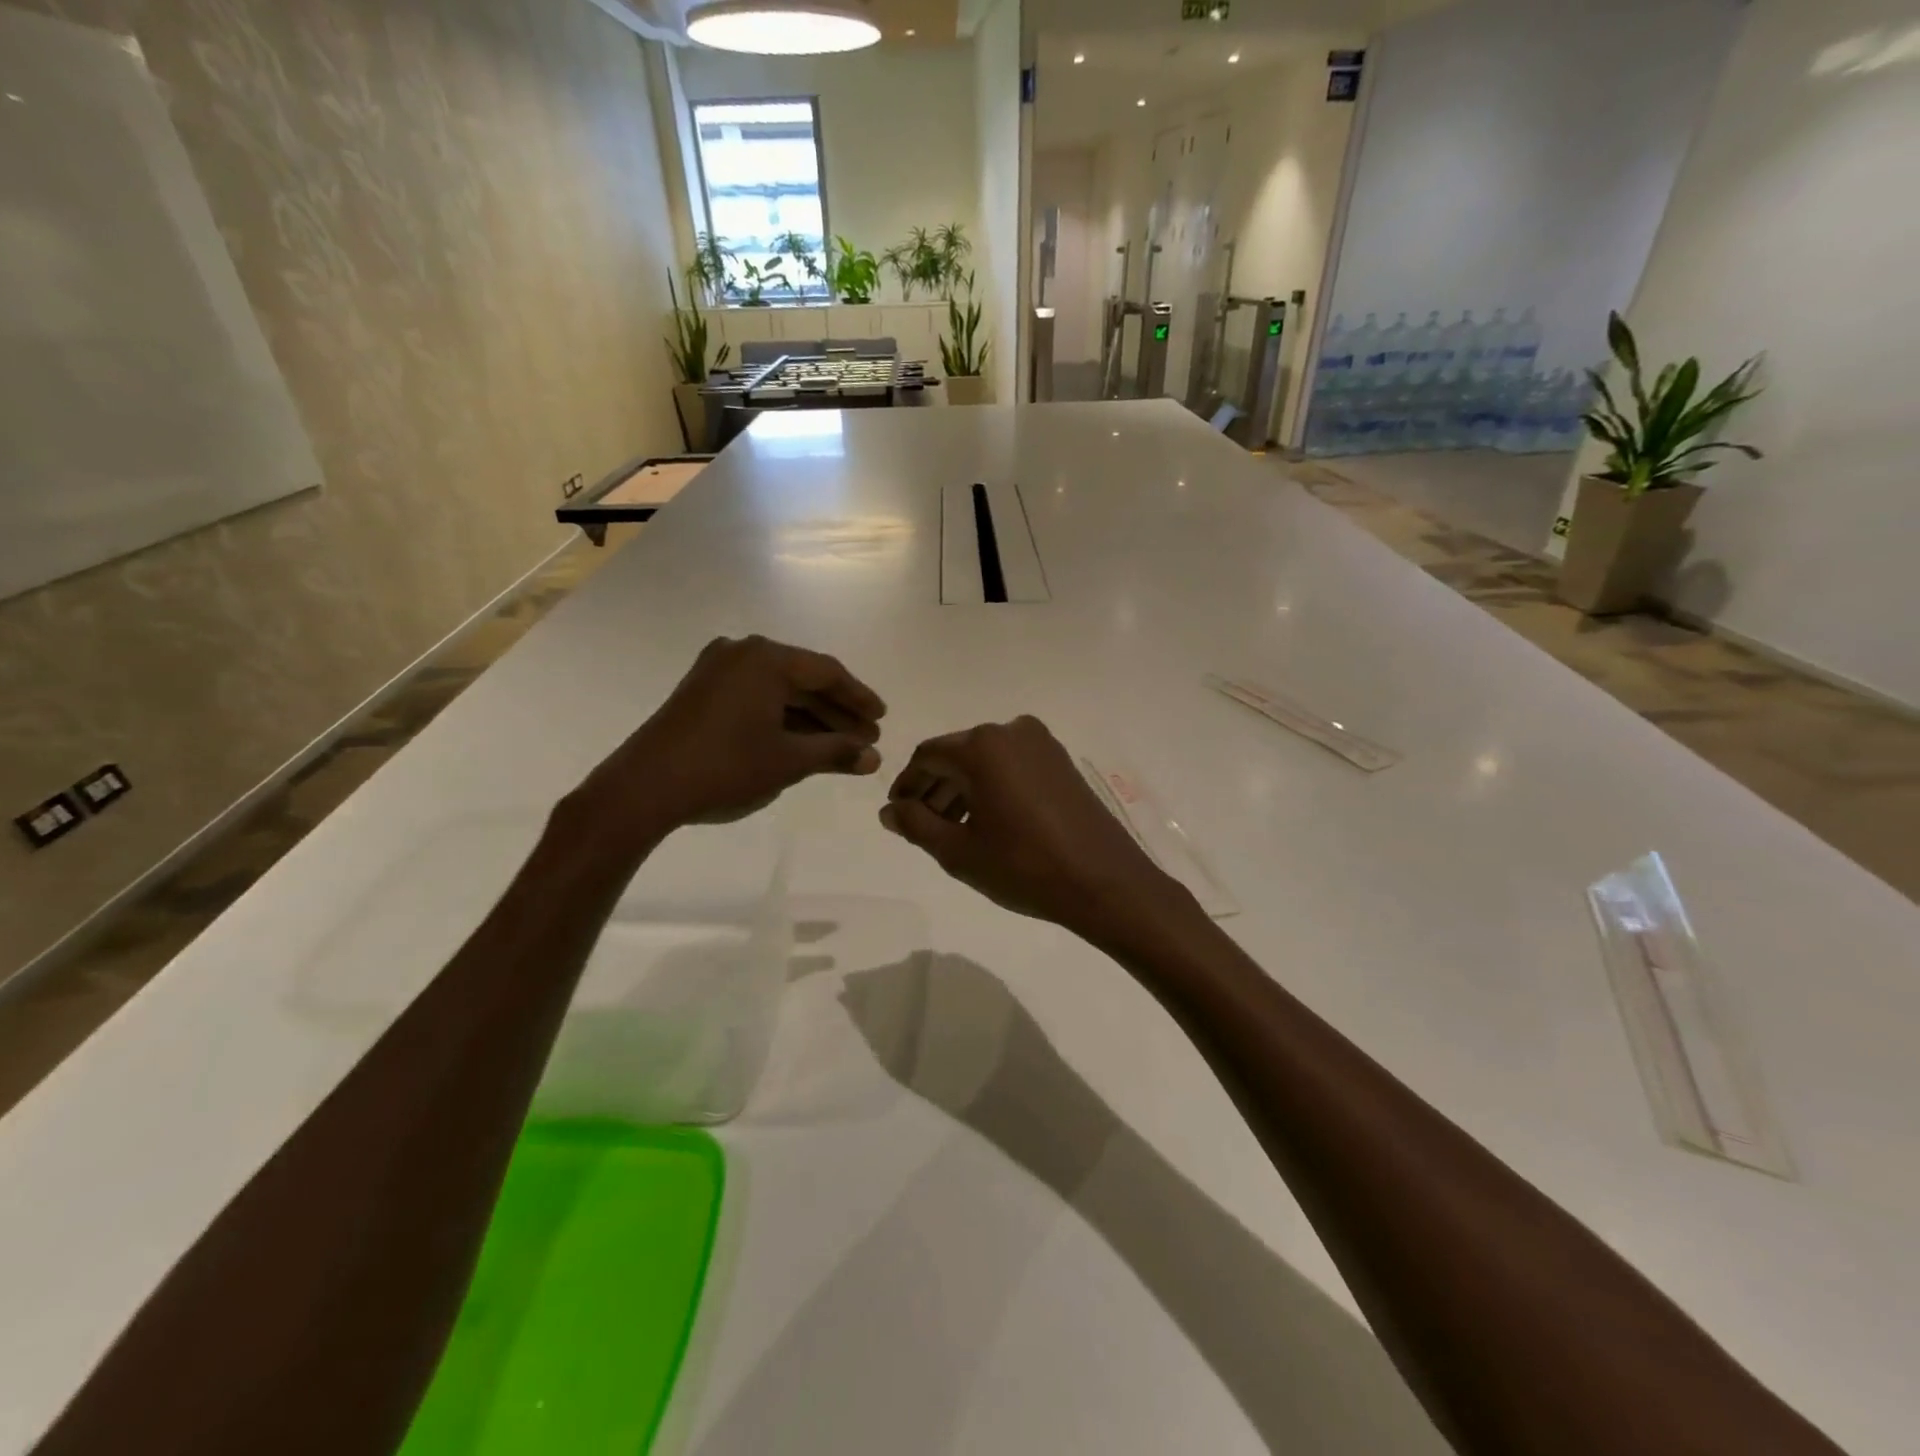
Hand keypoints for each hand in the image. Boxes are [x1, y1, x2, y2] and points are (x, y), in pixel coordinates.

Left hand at [580, 636, 885, 836]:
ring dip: (811, 717)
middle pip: (803, 679)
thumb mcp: (788, 761)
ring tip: (840, 746)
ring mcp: (717, 670)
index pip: (827, 672)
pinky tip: (801, 741)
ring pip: (778, 690)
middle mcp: (742, 653)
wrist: (644, 788)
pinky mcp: (701, 691)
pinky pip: (755, 696)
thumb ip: (836, 752)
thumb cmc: (725, 767)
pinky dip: (781, 718)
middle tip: (866, 739)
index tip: (881, 719)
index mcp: (766, 659)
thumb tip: (874, 758)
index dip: (859, 698)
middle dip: (837, 712)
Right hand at [879, 716, 1194, 941]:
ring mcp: (1042, 744)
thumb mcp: (958, 851)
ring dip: (963, 789)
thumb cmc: (1023, 866)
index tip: (897, 814)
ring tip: (952, 829)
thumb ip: (916, 824)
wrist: (1105, 882)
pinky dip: (992, 787)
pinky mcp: (1061, 761)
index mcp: (982, 746)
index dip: (906, 785)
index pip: (927, 756)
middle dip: (934, 788)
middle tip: (920, 826)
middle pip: (957, 754)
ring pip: (986, 761)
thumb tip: (889, 810)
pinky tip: (988, 821)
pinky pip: (1012, 766)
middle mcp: (1011, 731)